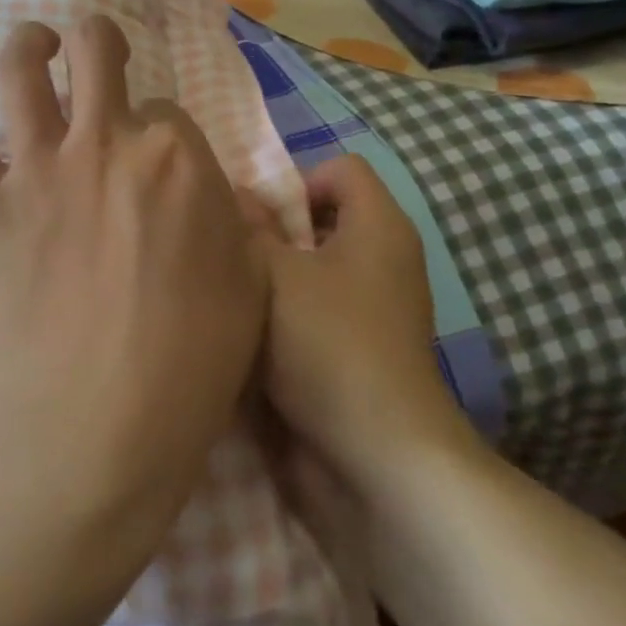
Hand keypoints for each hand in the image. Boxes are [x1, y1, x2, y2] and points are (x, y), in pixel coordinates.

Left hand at [0, 15, 269, 562]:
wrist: (98, 424)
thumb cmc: (192, 364)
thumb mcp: (250, 282)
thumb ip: (228, 218)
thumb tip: (204, 191)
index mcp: (177, 156)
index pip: (167, 109)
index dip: (162, 130)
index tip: (156, 161)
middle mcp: (106, 142)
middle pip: (96, 51)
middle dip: (98, 41)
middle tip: (97, 54)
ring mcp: (39, 168)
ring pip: (23, 68)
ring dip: (28, 42)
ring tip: (35, 42)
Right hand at [254, 155, 473, 490]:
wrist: (377, 457)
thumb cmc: (327, 344)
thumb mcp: (273, 274)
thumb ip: (250, 227)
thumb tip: (239, 195)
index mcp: (379, 225)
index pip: (340, 168)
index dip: (297, 182)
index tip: (261, 221)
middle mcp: (387, 259)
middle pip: (326, 219)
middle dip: (277, 234)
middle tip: (238, 259)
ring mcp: (380, 308)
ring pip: (319, 268)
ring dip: (278, 279)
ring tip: (239, 298)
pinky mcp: (366, 349)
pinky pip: (323, 310)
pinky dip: (293, 315)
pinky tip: (258, 338)